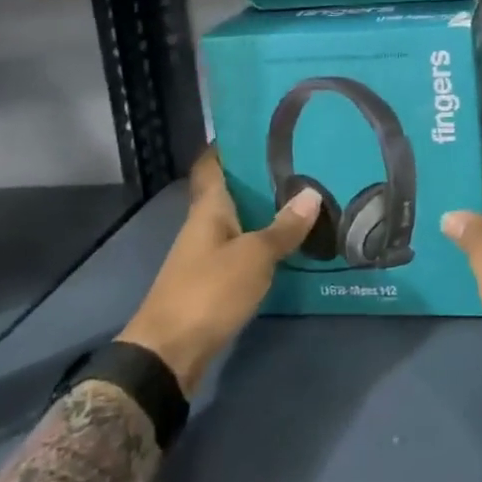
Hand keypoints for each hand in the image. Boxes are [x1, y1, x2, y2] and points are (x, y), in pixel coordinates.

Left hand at [116, 149, 320, 394]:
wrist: (169, 354)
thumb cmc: (208, 291)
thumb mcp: (254, 256)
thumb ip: (283, 227)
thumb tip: (312, 193)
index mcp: (208, 208)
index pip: (211, 164)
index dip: (227, 144)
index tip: (257, 127)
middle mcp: (204, 225)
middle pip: (230, 191)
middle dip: (259, 177)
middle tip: (299, 161)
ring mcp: (206, 255)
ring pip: (238, 221)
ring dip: (264, 210)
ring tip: (303, 197)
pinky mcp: (213, 282)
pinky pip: (241, 249)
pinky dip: (262, 242)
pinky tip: (289, 242)